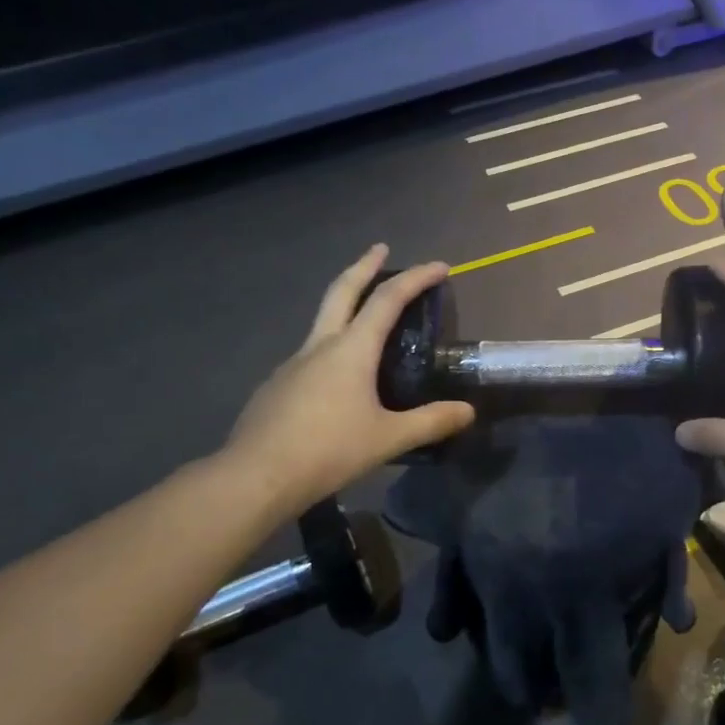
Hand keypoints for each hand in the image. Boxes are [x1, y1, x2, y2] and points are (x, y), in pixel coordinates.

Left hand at [219, 245, 474, 512]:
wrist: (256, 476)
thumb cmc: (328, 450)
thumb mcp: (388, 439)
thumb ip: (431, 422)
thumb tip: (467, 411)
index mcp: (351, 349)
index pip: (388, 299)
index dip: (416, 278)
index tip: (440, 266)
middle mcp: (320, 346)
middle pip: (342, 291)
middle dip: (364, 265)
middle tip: (380, 248)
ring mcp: (293, 363)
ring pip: (323, 320)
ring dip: (345, 303)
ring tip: (364, 314)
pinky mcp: (277, 385)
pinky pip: (311, 353)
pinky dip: (331, 344)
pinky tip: (338, 376)